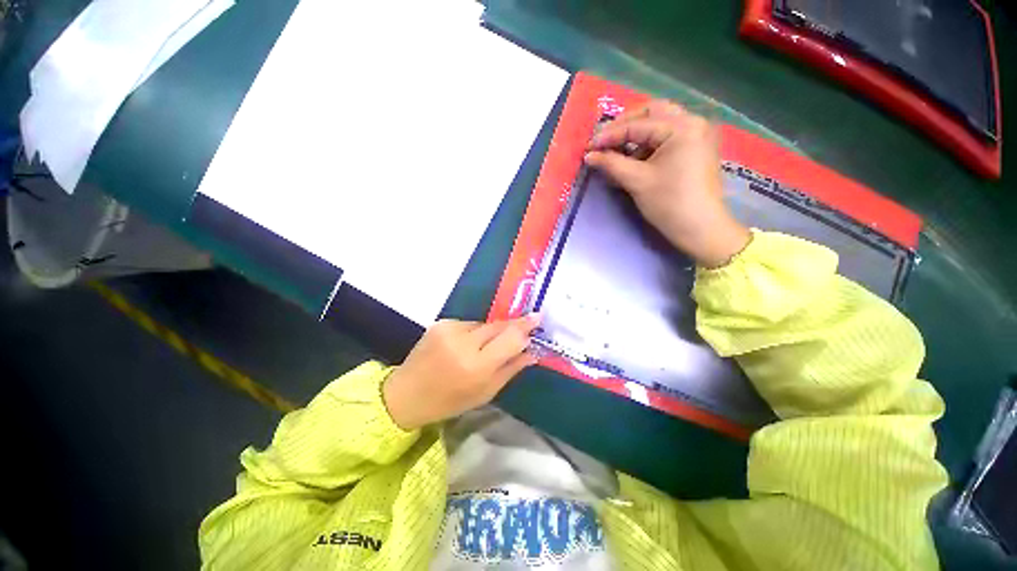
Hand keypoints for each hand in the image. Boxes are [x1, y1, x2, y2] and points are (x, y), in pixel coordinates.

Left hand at [382, 315, 540, 429]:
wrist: (406, 394)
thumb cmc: (449, 401)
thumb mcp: (485, 392)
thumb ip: (511, 369)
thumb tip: (532, 352)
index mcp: (477, 366)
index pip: (510, 338)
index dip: (525, 327)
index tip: (537, 318)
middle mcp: (464, 343)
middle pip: (499, 325)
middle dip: (512, 327)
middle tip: (523, 327)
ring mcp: (450, 329)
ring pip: (484, 324)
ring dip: (489, 333)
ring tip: (482, 349)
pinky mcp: (440, 323)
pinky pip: (468, 324)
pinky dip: (473, 333)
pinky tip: (465, 345)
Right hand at [585, 100, 750, 267]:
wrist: (699, 228)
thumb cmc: (669, 202)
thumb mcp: (637, 181)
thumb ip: (611, 164)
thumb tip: (589, 155)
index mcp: (681, 127)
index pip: (637, 125)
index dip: (610, 135)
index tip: (589, 147)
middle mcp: (692, 123)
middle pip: (652, 113)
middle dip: (625, 125)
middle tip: (605, 141)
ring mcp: (696, 135)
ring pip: (660, 124)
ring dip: (636, 135)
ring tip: (617, 153)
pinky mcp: (695, 149)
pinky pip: (667, 138)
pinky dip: (648, 145)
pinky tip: (634, 159)